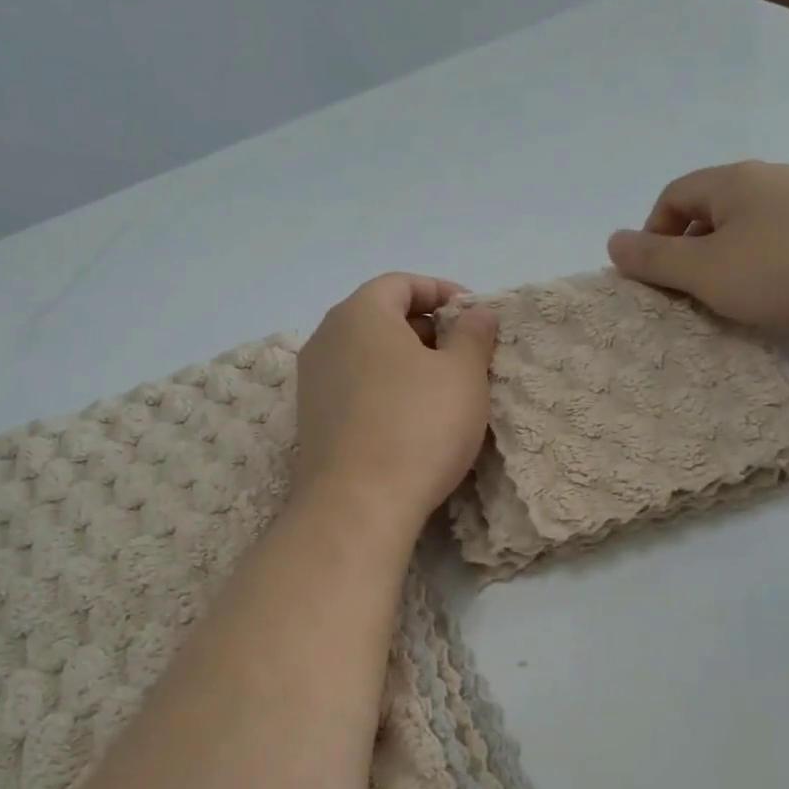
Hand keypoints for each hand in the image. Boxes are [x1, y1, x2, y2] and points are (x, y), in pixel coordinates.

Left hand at [293, 273, 499, 534]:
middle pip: (380, 317)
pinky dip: (384, 388)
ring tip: (442, 387)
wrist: (357, 505)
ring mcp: (312, 381)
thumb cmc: (418, 426)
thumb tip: (476, 313)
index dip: (441, 292)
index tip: (474, 315)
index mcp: (359, 314)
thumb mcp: (463, 375)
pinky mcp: (312, 420)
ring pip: (366, 355)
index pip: (400, 283)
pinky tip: (411, 418)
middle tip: (464, 353)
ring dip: (405, 361)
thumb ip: (473, 335)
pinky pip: (354, 387)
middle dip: (426, 328)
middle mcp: (326, 338)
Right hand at [606, 161, 788, 337]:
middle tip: (693, 297)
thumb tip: (612, 241)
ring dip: (732, 264)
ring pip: (753, 229)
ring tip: (737, 303)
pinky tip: (785, 297)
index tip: (656, 278)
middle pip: (713, 212)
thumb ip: (656, 260)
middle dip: (693, 254)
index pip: (674, 196)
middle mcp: (773, 180)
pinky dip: (772, 268)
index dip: (653, 235)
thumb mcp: (709, 271)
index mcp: (734, 181)